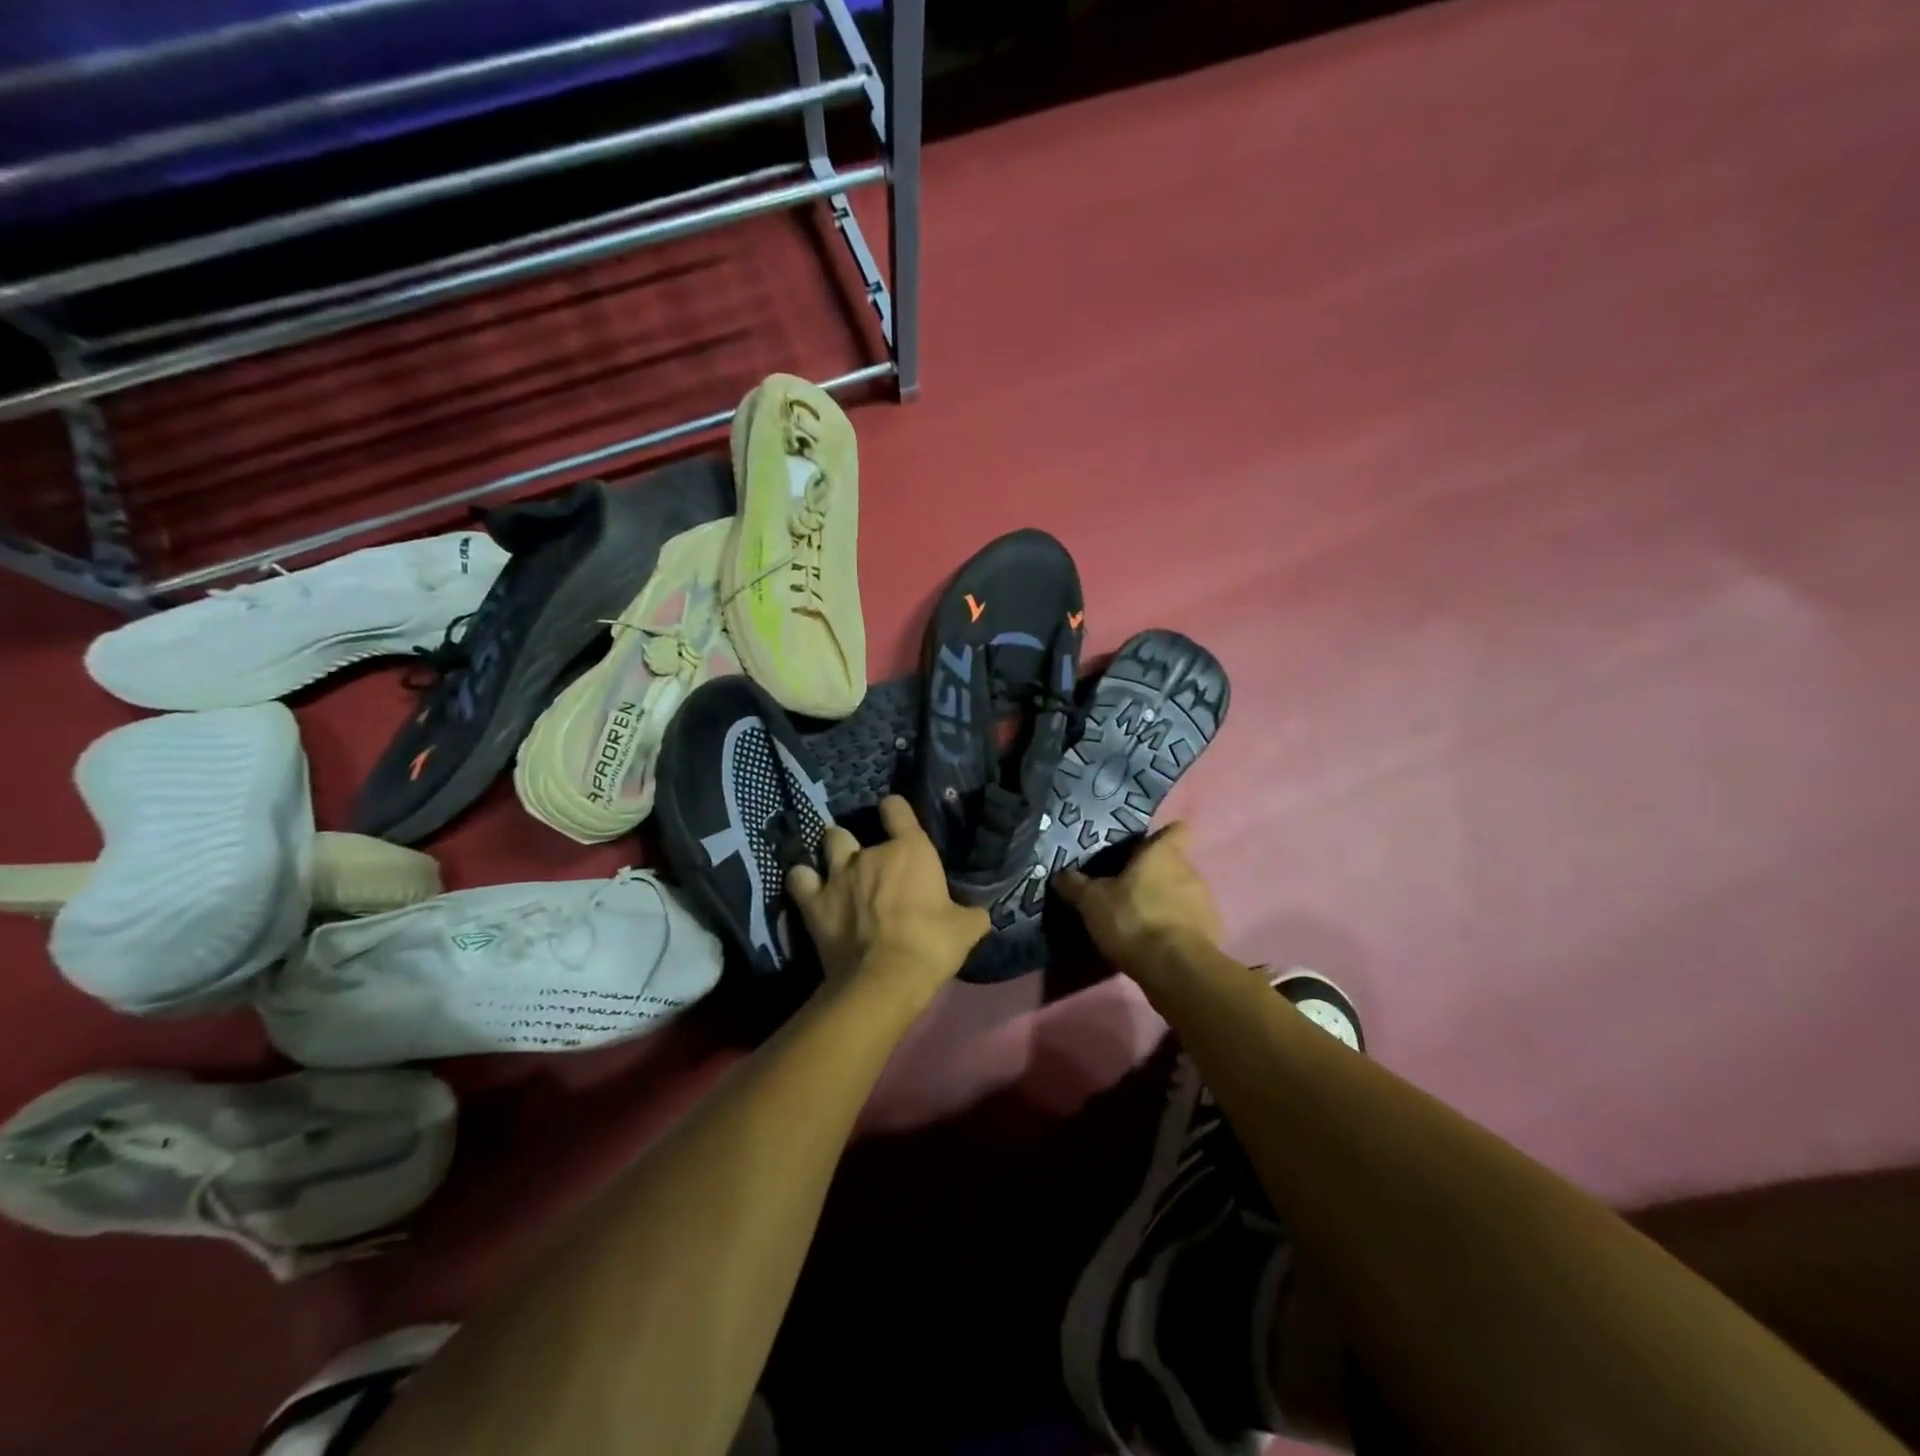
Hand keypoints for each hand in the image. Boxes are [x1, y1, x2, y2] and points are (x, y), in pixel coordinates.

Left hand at [787, 796, 990, 1000]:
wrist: (885, 980)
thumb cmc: (931, 946)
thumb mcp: (967, 929)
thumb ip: (971, 913)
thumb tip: (979, 913)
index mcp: (910, 850)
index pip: (896, 808)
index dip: (895, 811)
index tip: (896, 820)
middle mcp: (870, 853)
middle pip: (853, 830)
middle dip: (859, 844)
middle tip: (868, 865)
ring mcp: (837, 874)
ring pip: (828, 843)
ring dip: (832, 852)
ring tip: (837, 869)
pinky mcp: (813, 901)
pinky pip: (798, 878)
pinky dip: (802, 880)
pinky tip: (808, 888)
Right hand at [1056, 822, 1224, 967]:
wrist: (1175, 968)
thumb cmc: (1132, 920)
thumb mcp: (1092, 902)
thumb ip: (1075, 885)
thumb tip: (1061, 874)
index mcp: (1162, 854)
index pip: (1175, 830)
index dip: (1161, 836)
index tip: (1142, 848)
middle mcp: (1190, 871)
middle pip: (1175, 864)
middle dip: (1155, 875)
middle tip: (1128, 891)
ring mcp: (1206, 902)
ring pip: (1185, 893)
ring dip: (1168, 902)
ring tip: (1143, 921)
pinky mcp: (1213, 932)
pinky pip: (1193, 922)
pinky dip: (1179, 929)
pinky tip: (1160, 944)